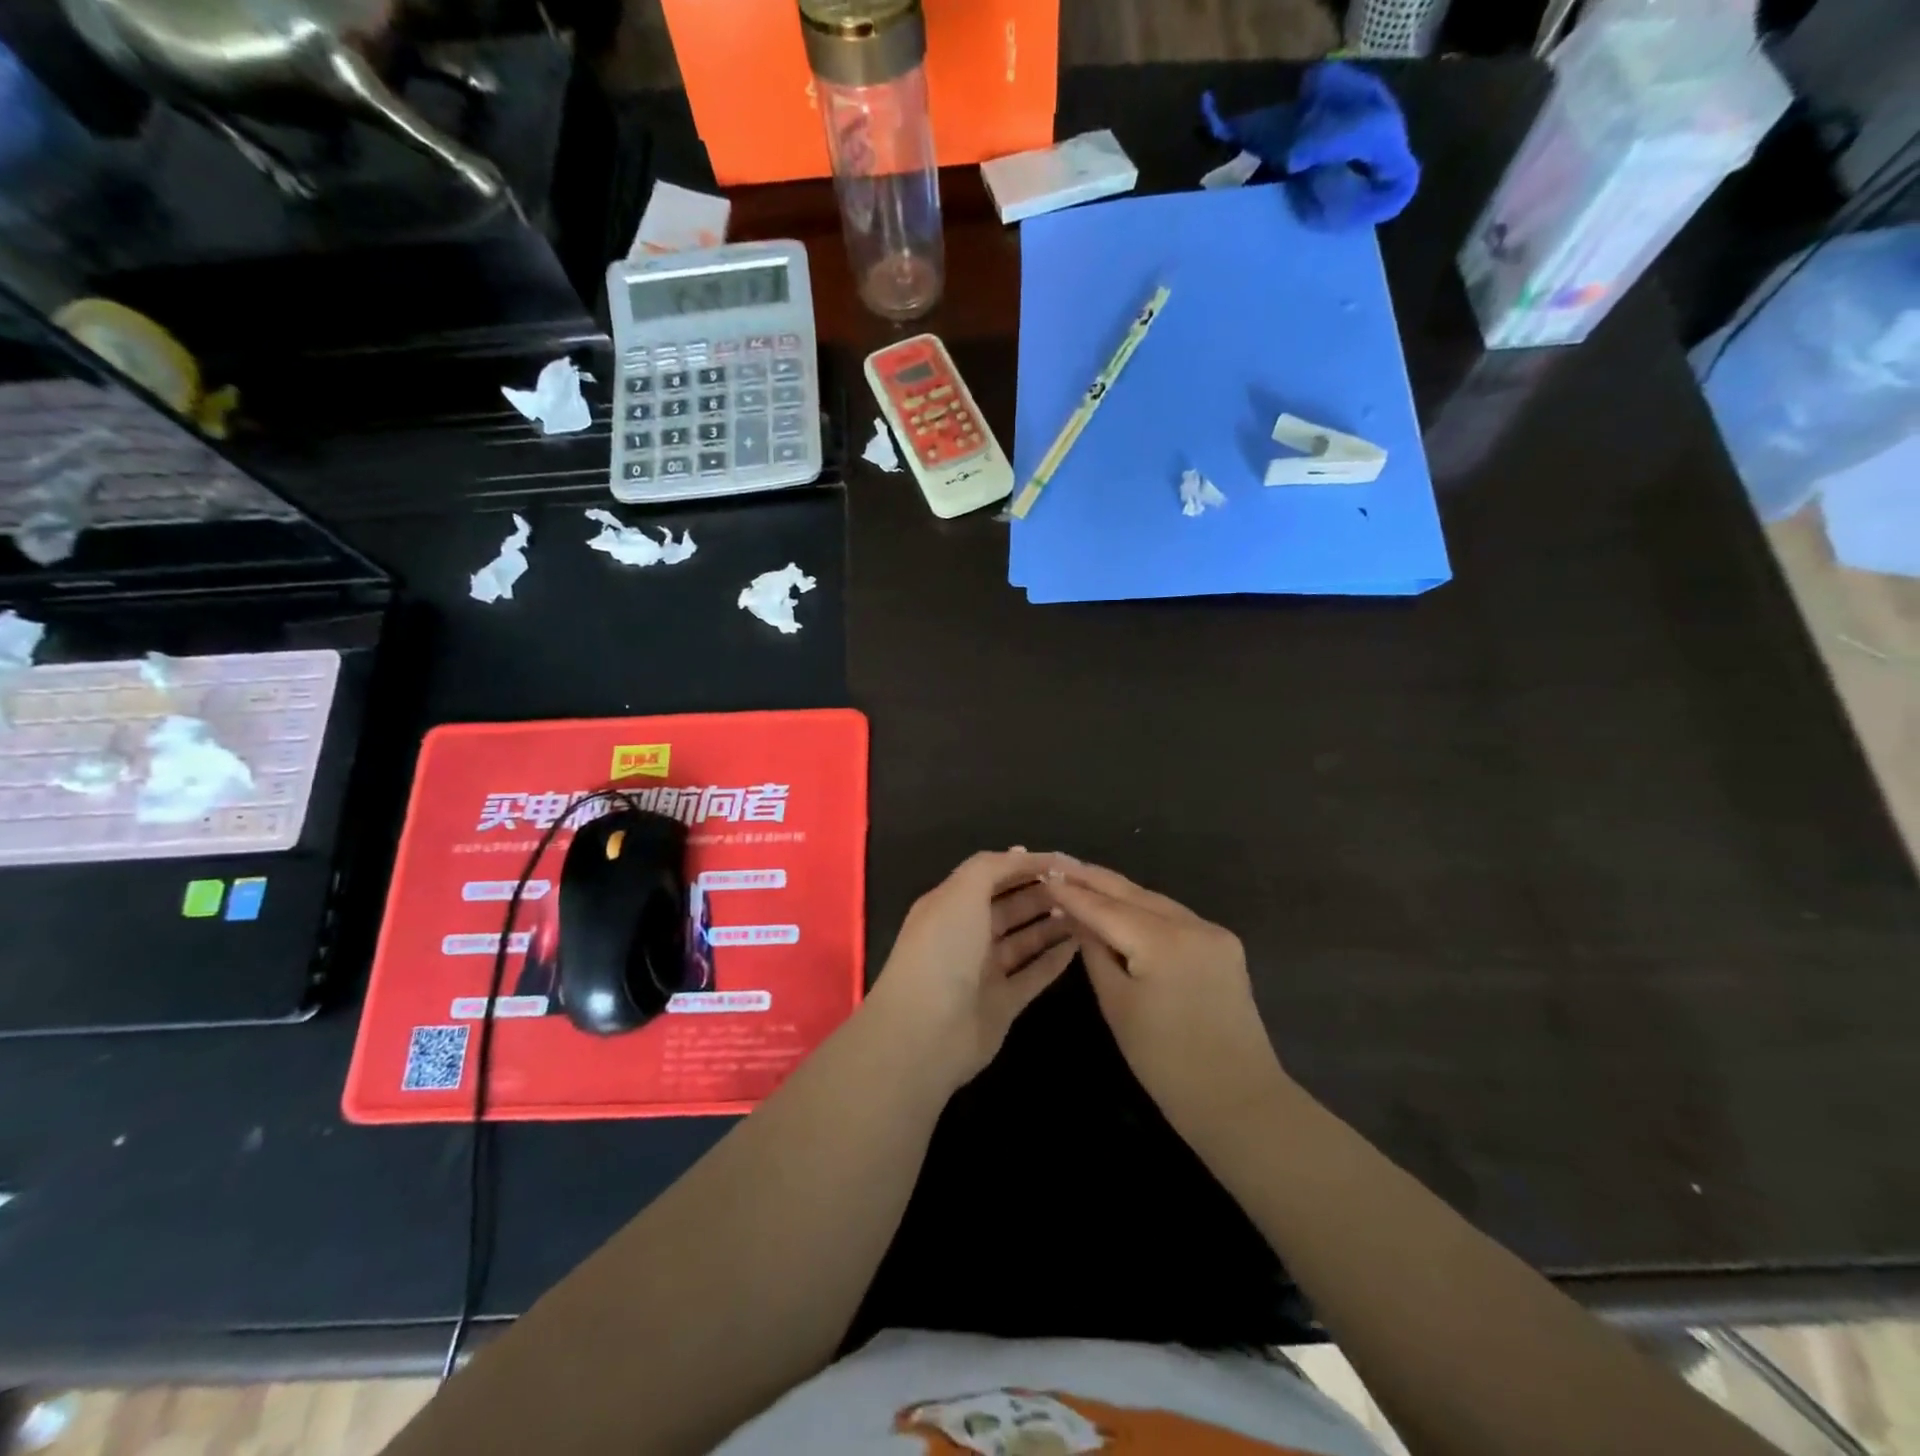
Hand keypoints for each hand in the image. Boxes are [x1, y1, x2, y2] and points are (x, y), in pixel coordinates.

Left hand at [863, 849, 1078, 1090]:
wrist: (927, 1031)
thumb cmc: (943, 950)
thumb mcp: (962, 892)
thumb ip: (993, 867)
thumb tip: (1022, 853)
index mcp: (950, 905)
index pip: (991, 876)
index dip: (1024, 866)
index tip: (1062, 862)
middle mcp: (966, 935)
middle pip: (1010, 907)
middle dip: (1042, 893)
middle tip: (1080, 887)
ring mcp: (984, 971)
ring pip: (1024, 940)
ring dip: (1052, 924)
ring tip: (1086, 911)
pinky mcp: (1003, 1003)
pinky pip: (1033, 974)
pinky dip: (1054, 960)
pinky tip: (1079, 945)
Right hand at [1047, 860, 1286, 1145]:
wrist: (1238, 1100)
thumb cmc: (1165, 1062)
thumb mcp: (1117, 1005)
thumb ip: (1094, 952)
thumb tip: (1075, 916)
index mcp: (1163, 941)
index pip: (1106, 908)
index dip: (1072, 892)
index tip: (1043, 874)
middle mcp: (1192, 924)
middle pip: (1132, 893)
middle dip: (1093, 878)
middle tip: (1057, 861)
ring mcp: (1213, 932)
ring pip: (1154, 900)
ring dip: (1118, 891)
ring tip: (1081, 878)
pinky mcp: (1223, 945)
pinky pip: (1173, 916)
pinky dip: (1143, 909)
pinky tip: (1121, 905)